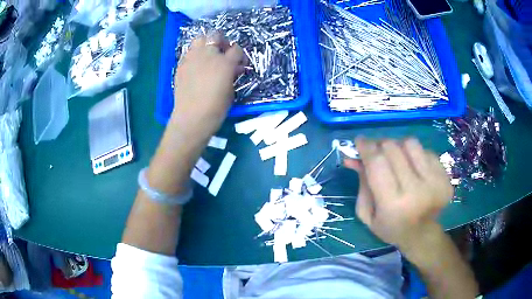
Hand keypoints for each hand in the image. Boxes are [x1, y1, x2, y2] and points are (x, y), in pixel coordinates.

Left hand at [170, 32, 245, 143]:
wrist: (192, 118)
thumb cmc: (216, 108)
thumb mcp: (231, 90)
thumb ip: (233, 74)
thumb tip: (235, 67)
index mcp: (225, 62)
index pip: (236, 49)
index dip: (239, 55)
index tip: (239, 63)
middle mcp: (208, 55)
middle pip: (216, 36)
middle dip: (221, 41)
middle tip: (222, 52)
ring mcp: (192, 58)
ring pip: (199, 39)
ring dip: (206, 44)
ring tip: (207, 55)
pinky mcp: (181, 65)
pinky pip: (188, 52)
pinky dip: (194, 54)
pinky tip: (196, 65)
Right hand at [344, 138, 452, 251]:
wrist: (422, 235)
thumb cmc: (391, 228)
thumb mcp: (368, 213)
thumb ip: (361, 183)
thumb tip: (352, 157)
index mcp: (393, 204)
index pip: (377, 163)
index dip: (366, 147)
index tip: (359, 140)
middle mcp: (416, 190)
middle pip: (393, 148)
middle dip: (380, 145)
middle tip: (376, 151)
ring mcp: (435, 182)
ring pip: (411, 143)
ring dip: (399, 146)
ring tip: (397, 158)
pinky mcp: (445, 176)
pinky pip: (426, 150)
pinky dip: (415, 154)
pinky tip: (414, 167)